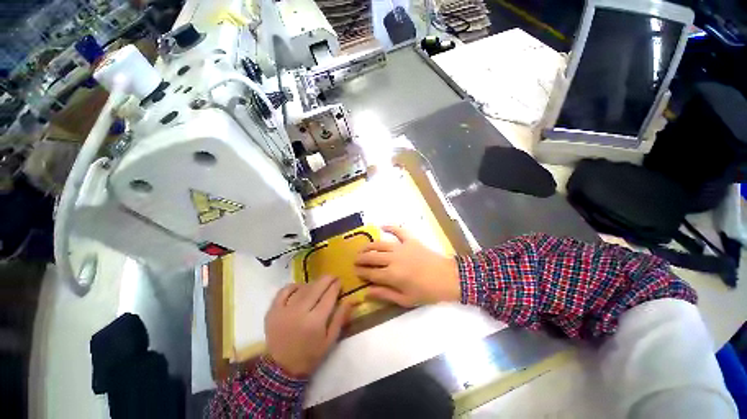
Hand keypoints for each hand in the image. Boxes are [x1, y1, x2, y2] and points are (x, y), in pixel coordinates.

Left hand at [265, 276, 353, 376]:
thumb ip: (341, 317)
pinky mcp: (272, 311)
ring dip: (312, 284)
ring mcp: (284, 311)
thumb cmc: (311, 355)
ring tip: (318, 285)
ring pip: (302, 289)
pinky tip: (300, 288)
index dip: (336, 286)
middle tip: (332, 276)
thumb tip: (352, 299)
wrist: (282, 369)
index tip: (340, 281)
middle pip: (316, 288)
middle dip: (326, 279)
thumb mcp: (331, 339)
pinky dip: (293, 286)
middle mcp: (300, 313)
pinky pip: (283, 291)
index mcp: (315, 321)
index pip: (329, 296)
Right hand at [354, 225, 459, 306]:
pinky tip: (382, 226)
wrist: (448, 277)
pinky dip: (390, 227)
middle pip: (371, 257)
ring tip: (363, 249)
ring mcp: (401, 247)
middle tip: (355, 260)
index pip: (370, 273)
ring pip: (380, 244)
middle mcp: (393, 259)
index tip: (355, 271)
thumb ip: (385, 294)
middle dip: (361, 258)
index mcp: (392, 275)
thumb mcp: (405, 300)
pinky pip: (398, 230)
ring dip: (368, 246)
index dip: (360, 272)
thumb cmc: (427, 292)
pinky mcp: (410, 240)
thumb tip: (367, 292)